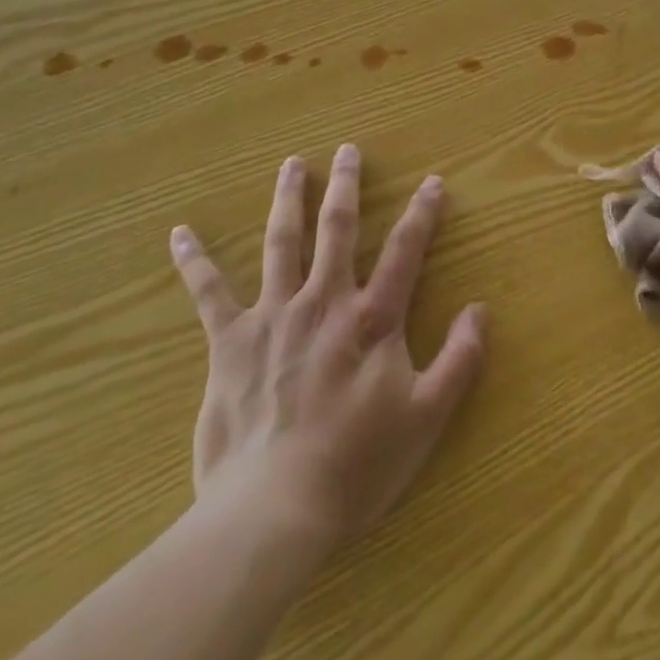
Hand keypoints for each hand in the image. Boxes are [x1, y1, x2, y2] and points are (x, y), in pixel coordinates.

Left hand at [168, 145, 486, 548]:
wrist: (273, 509)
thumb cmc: (356, 465)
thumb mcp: (426, 417)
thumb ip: (459, 360)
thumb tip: (480, 309)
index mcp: (372, 319)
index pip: (405, 251)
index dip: (423, 213)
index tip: (432, 181)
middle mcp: (324, 302)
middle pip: (338, 229)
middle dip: (346, 186)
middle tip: (347, 150)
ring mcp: (274, 315)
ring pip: (281, 242)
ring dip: (288, 199)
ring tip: (292, 164)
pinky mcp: (230, 341)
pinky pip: (208, 293)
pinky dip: (194, 262)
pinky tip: (180, 234)